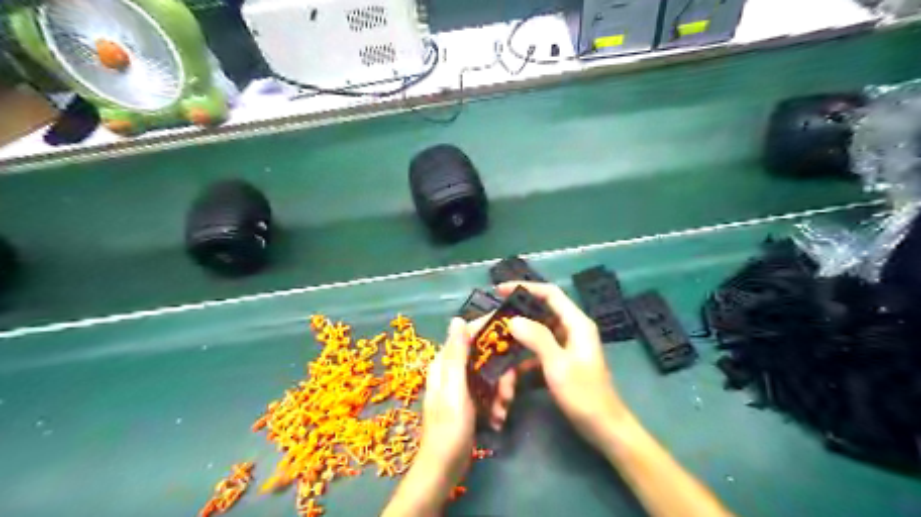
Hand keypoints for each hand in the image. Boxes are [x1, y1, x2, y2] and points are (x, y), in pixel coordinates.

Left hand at [420, 316, 517, 481]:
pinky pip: (489, 390)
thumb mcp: (454, 389)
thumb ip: (456, 355)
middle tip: (508, 393)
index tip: (513, 327)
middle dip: (501, 373)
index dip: (489, 327)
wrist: (444, 468)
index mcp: (445, 362)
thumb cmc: (449, 429)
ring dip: (501, 391)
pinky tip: (497, 419)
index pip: (468, 332)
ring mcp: (462, 385)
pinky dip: (497, 403)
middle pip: (484, 355)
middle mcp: (452, 369)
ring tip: (502, 412)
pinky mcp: (470, 399)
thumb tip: (457, 318)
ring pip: (490, 374)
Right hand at [496, 282, 632, 448]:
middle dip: (514, 323)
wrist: (604, 429)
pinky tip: (509, 384)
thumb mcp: (558, 365)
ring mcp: (565, 348)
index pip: (550, 294)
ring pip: (533, 339)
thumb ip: (536, 338)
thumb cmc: (584, 395)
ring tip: (497, 362)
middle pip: (538, 316)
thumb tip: (513, 319)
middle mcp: (570, 331)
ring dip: (515, 351)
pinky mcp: (559, 364)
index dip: (525, 287)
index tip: (500, 290)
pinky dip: (522, 367)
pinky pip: (535, 357)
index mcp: (576, 324)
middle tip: (491, 327)